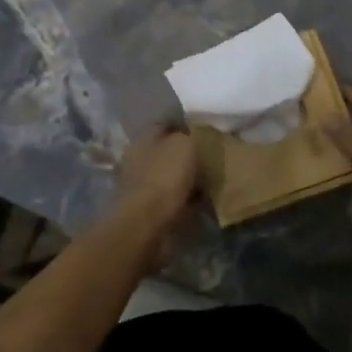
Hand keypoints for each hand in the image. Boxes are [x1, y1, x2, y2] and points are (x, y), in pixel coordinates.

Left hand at [113, 126, 201, 258]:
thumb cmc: (165, 177)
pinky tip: (201, 203)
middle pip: (168, 153)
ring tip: (211, 183)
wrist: (147, 224)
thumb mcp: (184, 145)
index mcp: (144, 139)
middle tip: (212, 160)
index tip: (207, 135)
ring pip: (170, 177)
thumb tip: (193, 139)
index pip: (166, 126)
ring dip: (187, 181)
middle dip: (188, 157)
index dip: (187, 128)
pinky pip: (172, 200)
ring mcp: (142, 187)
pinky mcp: (148, 211)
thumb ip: (190, 137)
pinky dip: (185, 201)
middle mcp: (139, 159)